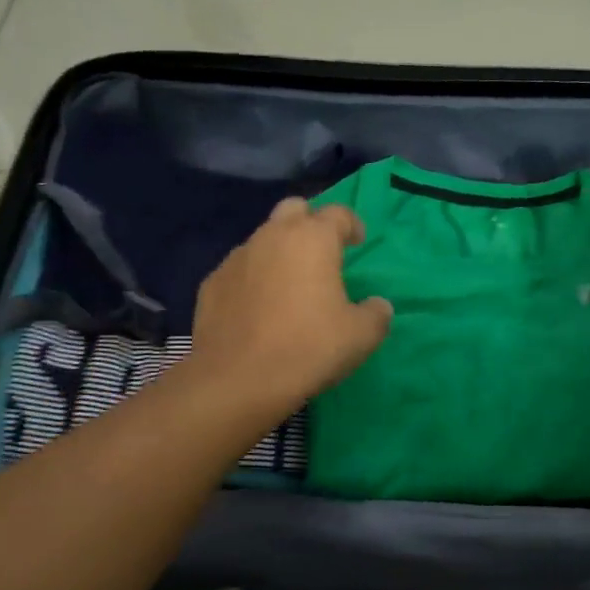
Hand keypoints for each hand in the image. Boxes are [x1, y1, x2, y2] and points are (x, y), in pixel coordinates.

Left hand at [189, 197, 392, 413]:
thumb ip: (376, 313)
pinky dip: (253, 279)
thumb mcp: (361, 336)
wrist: (237, 380)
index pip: (338, 213)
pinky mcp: (212, 283)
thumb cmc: (308, 348)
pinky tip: (258, 309)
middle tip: (321, 254)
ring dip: (279, 252)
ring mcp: (237, 258)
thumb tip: (377, 305)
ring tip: (289, 286)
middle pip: (294, 210)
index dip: (352, 225)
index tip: (357, 242)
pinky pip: (240, 270)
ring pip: (263, 239)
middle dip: (310, 223)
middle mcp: (272, 237)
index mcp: (312, 239)